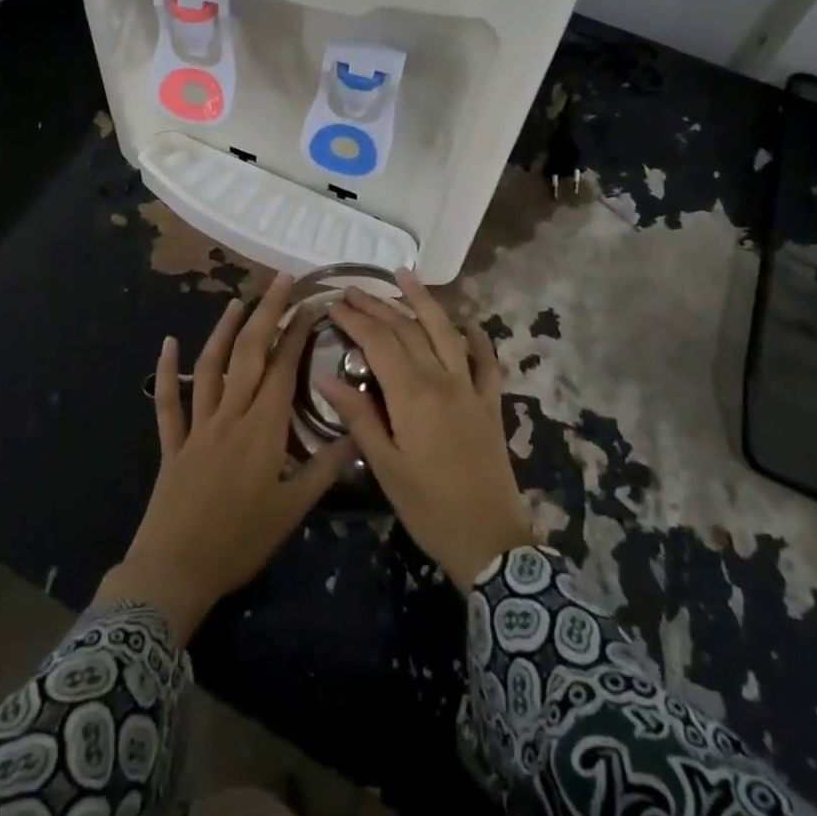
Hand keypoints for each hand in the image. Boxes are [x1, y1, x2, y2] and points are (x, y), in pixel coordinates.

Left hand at [95, 276, 355, 643]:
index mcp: (262, 429)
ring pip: (209, 367)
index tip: (311, 305)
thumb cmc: (240, 541)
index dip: (297, 334)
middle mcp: (230, 416)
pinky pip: (168, 402)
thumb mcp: (292, 511)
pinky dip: (167, 371)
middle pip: (248, 354)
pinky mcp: (172, 443)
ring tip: (237, 300)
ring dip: (223, 330)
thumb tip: (357, 436)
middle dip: (266, 313)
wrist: (175, 571)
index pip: (283, 368)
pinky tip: (167, 344)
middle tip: (282, 280)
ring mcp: (197, 426)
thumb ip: (324, 469)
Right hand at [318, 271, 535, 587]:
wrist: (490, 540)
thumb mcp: (384, 467)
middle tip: (354, 289)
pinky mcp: (490, 402)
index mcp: (412, 396)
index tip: (334, 304)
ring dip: (424, 301)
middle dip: (378, 305)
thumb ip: (358, 417)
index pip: (379, 343)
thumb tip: (326, 377)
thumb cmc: (428, 507)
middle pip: (408, 330)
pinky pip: (486, 360)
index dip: (356, 320)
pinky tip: (467, 321)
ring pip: (445, 332)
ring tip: (405, 275)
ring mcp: (471, 388)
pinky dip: (477, 337)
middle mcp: (442, 380)